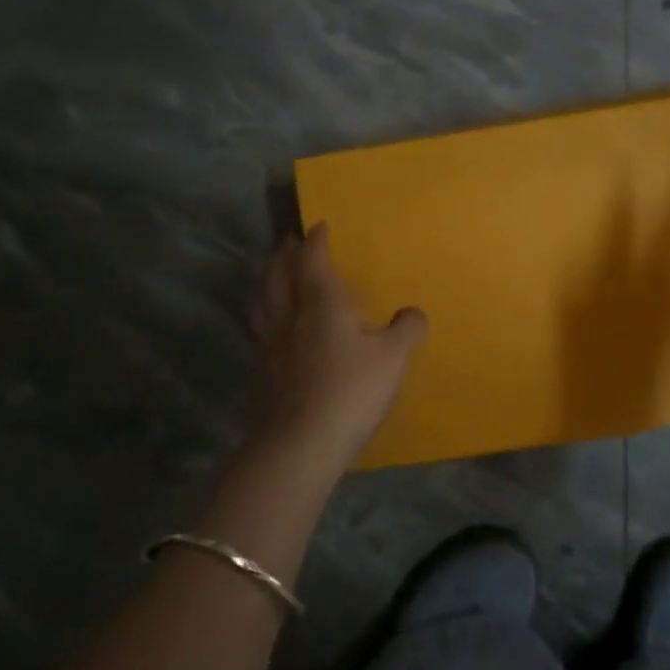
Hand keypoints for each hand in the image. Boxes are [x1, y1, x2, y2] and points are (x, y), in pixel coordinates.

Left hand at [246, 224, 426, 474]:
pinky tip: (268, 323)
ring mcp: (269, 342)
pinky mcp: (260, 368)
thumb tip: (413, 312)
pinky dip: (261, 311)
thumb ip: (406, 329)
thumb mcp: (393, 358)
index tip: (319, 226)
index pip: (314, 260)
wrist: (301, 442)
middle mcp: (290, 314)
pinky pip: (257, 326)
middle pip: (278, 273)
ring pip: (261, 298)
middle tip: (288, 240)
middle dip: (284, 253)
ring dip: (266, 277)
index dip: (316, 240)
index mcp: (321, 303)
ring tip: (270, 272)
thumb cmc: (352, 391)